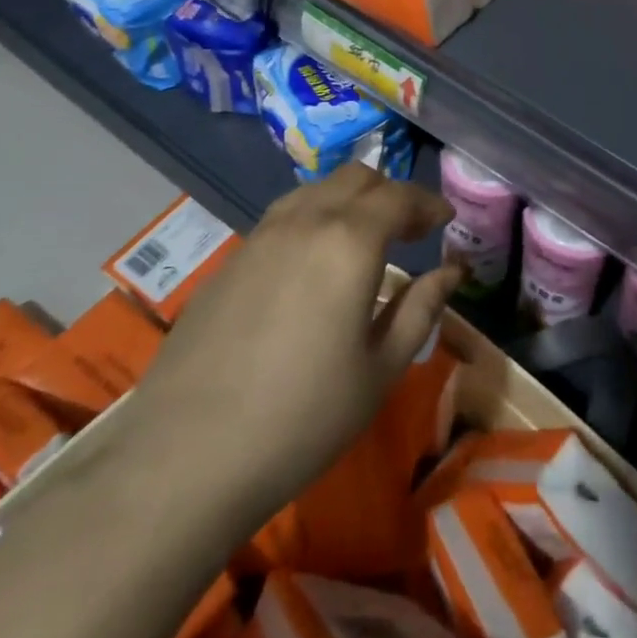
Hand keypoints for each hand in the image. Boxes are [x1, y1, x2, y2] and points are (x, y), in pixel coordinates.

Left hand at [127, 166, 457, 524]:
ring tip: (363, 239)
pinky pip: (283, 217)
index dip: (429, 204)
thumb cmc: (303, 418)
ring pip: (316, 190)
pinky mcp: (228, 261)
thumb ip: (421, 309)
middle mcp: (305, 222)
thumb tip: (452, 271)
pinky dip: (313, 219)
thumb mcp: (380, 369)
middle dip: (391, 194)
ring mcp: (260, 237)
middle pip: (357, 178)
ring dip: (350, 200)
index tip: (446, 220)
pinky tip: (313, 264)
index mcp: (350, 242)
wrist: (184, 459)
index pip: (400, 197)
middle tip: (410, 229)